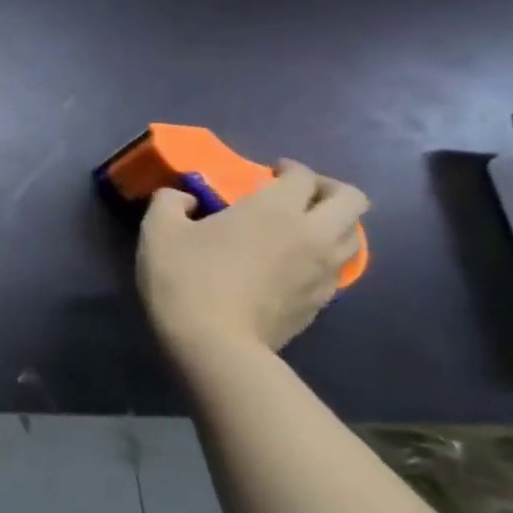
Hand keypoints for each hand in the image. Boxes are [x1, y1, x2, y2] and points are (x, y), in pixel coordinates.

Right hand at [138, 160, 368, 353]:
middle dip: (328, 189)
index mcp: (274, 209)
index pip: (302, 175)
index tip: (268, 172)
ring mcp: (323, 270)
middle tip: (299, 194)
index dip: (288, 168)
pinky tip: (296, 264)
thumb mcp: (158, 231)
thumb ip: (170, 202)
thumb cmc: (185, 278)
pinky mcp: (322, 301)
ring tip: (303, 228)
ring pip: (353, 234)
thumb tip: (184, 198)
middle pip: (350, 199)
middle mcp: (311, 233)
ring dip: (334, 223)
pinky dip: (325, 256)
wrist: (215, 344)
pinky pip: (338, 267)